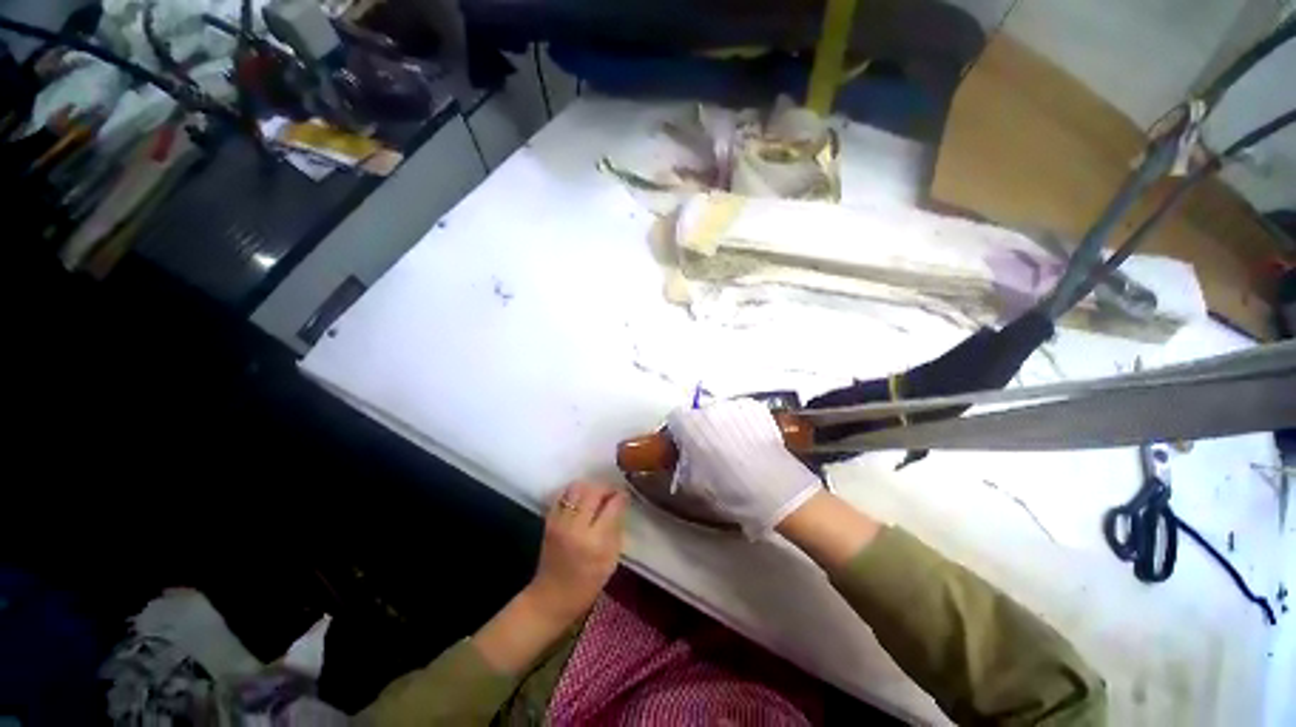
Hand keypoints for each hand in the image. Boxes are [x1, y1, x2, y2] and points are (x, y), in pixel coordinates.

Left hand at [525, 481, 627, 624]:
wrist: (550, 598)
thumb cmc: (586, 585)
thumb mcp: (610, 561)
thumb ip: (616, 529)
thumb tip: (621, 505)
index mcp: (595, 541)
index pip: (612, 506)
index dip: (621, 497)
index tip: (625, 496)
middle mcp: (576, 527)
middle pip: (593, 491)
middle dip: (606, 488)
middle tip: (612, 494)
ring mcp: (559, 522)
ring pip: (576, 488)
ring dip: (589, 488)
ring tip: (596, 497)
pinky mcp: (548, 521)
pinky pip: (562, 496)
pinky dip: (574, 493)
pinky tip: (580, 501)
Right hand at [667, 398, 821, 537]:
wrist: (775, 489)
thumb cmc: (731, 490)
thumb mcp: (696, 485)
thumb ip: (684, 466)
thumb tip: (684, 461)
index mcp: (690, 425)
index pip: (676, 417)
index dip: (679, 432)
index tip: (684, 445)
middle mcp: (710, 408)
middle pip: (699, 413)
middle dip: (701, 428)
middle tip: (709, 450)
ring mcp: (735, 405)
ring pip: (720, 411)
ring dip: (721, 424)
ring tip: (733, 447)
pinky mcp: (757, 408)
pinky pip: (741, 411)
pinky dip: (741, 422)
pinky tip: (748, 443)